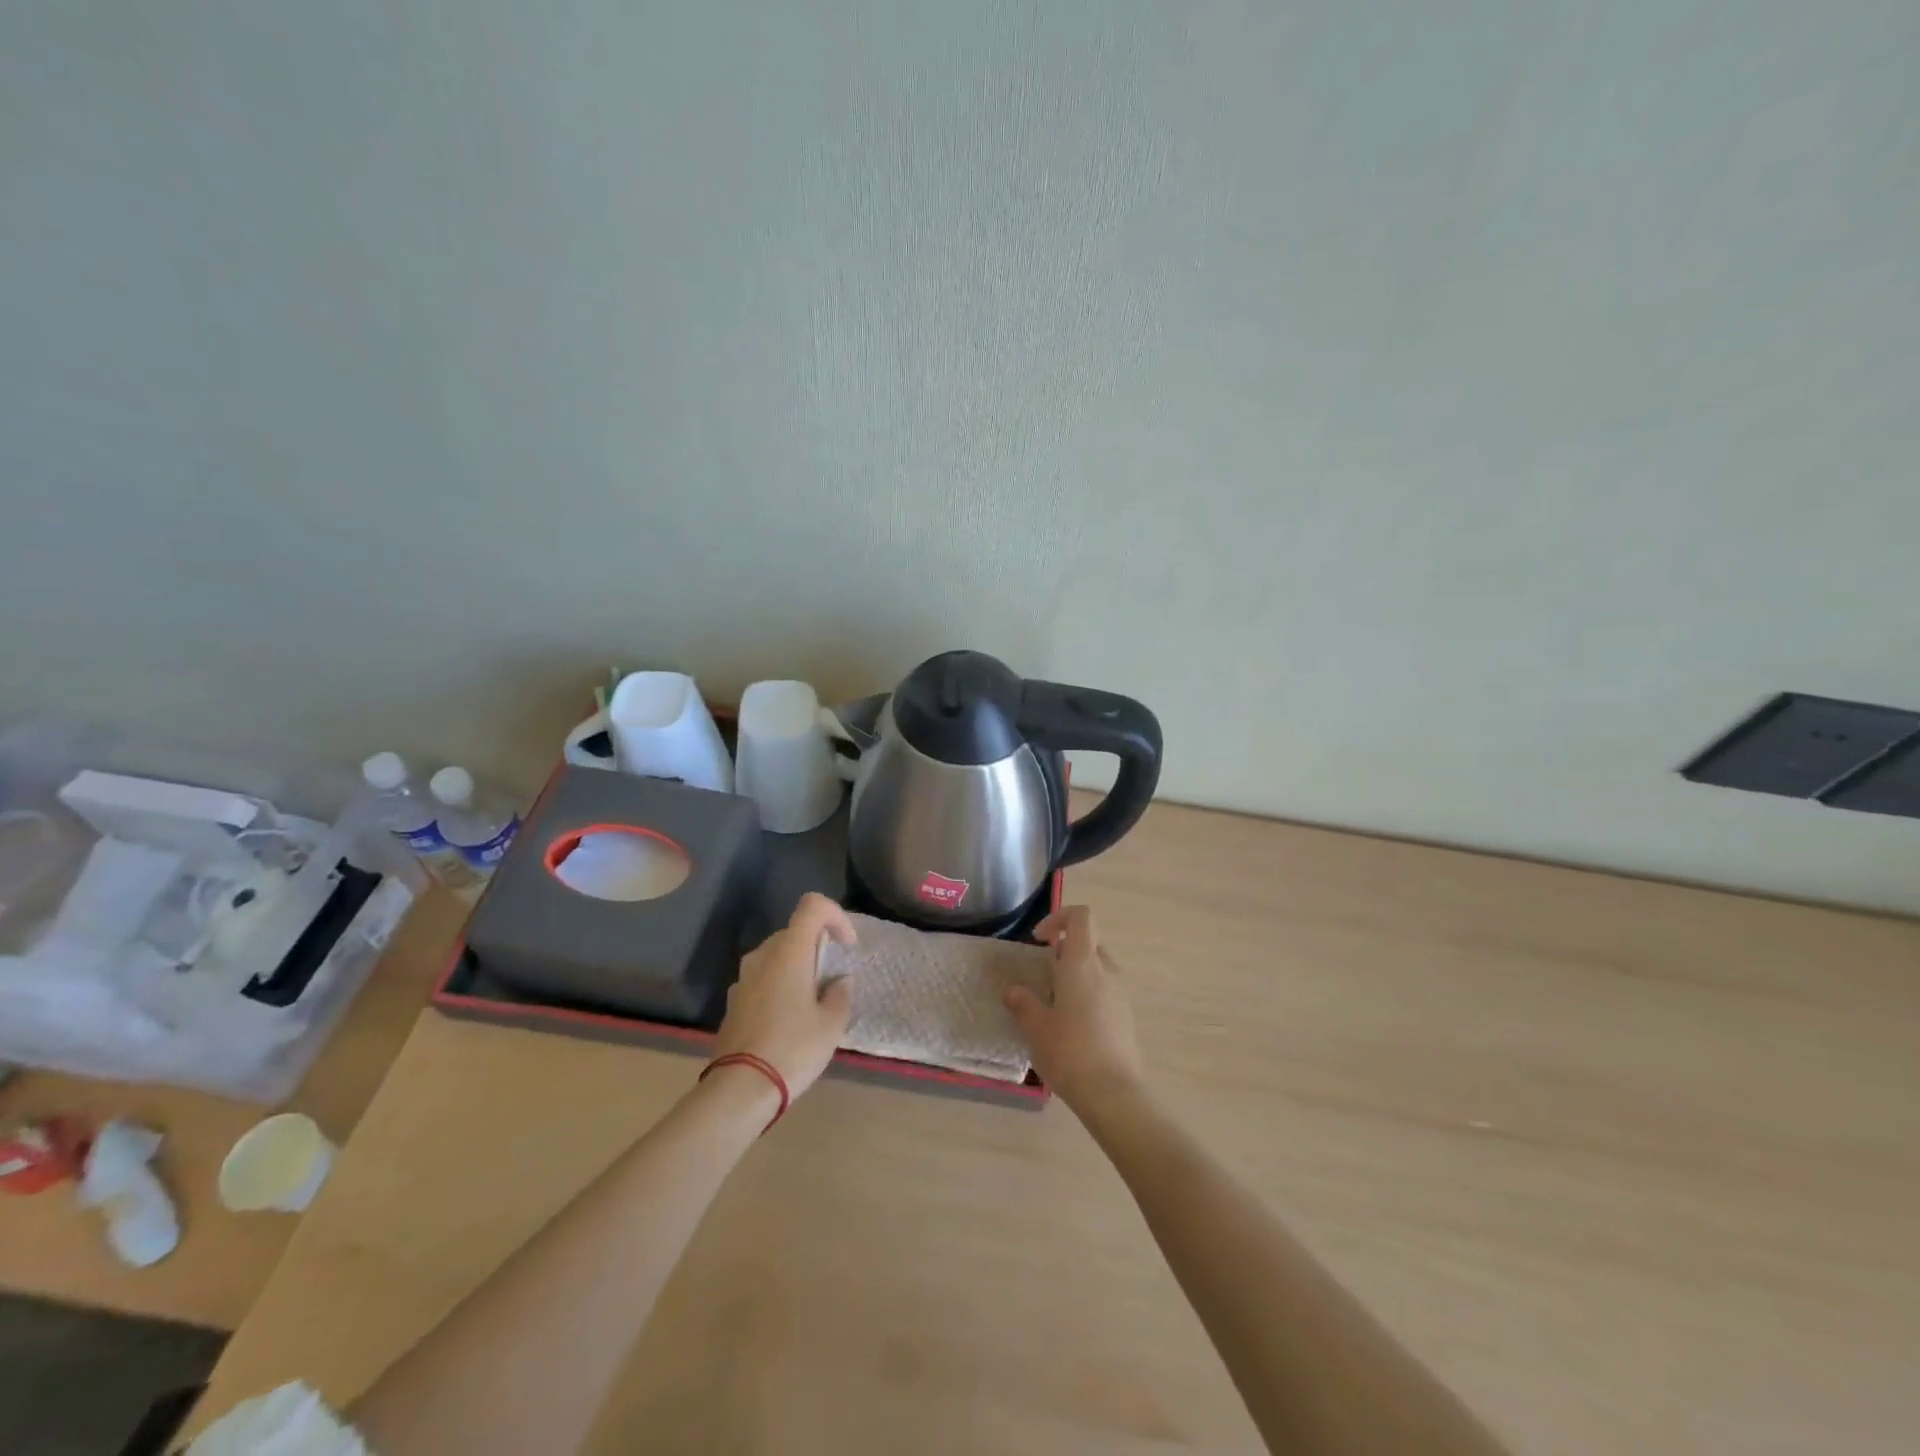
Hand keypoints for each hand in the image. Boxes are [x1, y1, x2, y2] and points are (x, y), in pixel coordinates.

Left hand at [713, 893, 855, 1099]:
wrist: (739, 1089)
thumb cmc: (793, 1049)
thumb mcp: (831, 1024)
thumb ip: (840, 994)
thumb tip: (838, 982)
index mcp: (789, 951)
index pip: (813, 906)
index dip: (836, 916)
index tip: (847, 946)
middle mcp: (763, 956)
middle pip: (794, 931)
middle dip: (817, 946)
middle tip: (833, 978)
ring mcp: (743, 978)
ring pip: (776, 956)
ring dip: (797, 967)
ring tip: (811, 1001)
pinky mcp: (733, 1002)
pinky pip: (762, 979)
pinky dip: (779, 986)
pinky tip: (788, 1020)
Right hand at [1004, 905, 1144, 1114]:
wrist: (1114, 1095)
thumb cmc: (1070, 1052)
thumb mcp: (1036, 1028)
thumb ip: (1023, 1003)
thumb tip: (1012, 991)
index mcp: (1083, 963)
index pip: (1081, 917)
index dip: (1059, 917)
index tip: (1039, 940)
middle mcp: (1107, 970)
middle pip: (1089, 942)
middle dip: (1064, 951)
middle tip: (1043, 976)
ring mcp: (1121, 993)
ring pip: (1098, 968)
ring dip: (1077, 975)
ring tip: (1055, 1004)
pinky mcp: (1127, 1016)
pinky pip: (1106, 991)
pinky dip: (1089, 995)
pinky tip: (1073, 1027)